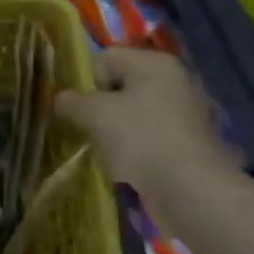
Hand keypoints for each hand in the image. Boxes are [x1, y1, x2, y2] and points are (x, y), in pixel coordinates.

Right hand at [54, 49, 243, 220]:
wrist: (193, 194)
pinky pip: (150, 136)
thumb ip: (70, 101)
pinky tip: (130, 166)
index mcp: (154, 63)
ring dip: (116, 130)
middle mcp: (174, 80)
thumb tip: (60, 99)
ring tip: (109, 152)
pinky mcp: (190, 143)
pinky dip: (136, 148)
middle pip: (119, 86)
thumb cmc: (142, 141)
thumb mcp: (94, 115)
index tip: (80, 111)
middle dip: (100, 108)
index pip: (104, 59)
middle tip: (90, 131)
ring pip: (134, 113)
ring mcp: (186, 113)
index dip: (85, 83)